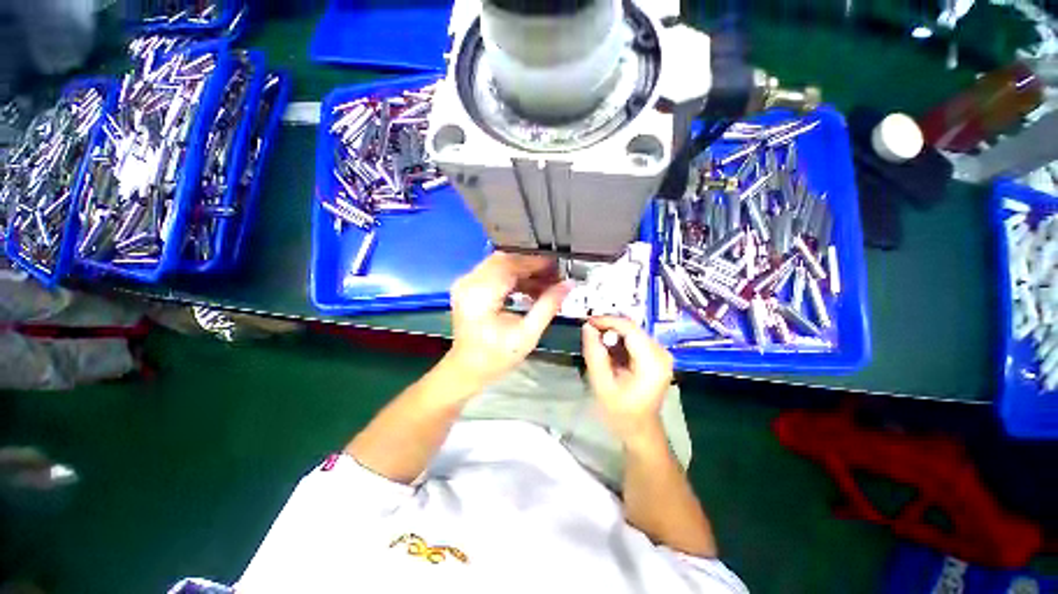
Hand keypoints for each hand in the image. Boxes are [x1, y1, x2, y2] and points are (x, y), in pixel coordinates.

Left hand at [447, 252, 570, 388]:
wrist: (468, 368)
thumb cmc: (497, 356)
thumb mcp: (527, 334)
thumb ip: (548, 306)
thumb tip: (568, 285)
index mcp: (480, 295)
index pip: (510, 265)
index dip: (535, 264)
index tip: (557, 268)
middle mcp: (469, 282)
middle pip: (504, 260)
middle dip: (531, 266)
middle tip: (553, 277)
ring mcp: (466, 283)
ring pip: (500, 264)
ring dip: (523, 272)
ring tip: (545, 285)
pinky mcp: (468, 287)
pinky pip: (494, 272)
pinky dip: (513, 277)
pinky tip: (529, 289)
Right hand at [582, 316, 673, 443]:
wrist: (640, 430)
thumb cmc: (621, 413)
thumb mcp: (601, 384)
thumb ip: (594, 353)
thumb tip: (587, 327)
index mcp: (652, 363)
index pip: (630, 328)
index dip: (607, 321)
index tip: (587, 322)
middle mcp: (662, 354)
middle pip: (632, 329)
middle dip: (608, 328)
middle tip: (589, 334)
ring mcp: (661, 354)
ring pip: (632, 332)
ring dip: (612, 335)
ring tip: (597, 347)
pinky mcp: (657, 356)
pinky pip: (635, 340)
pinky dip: (619, 342)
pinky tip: (609, 354)